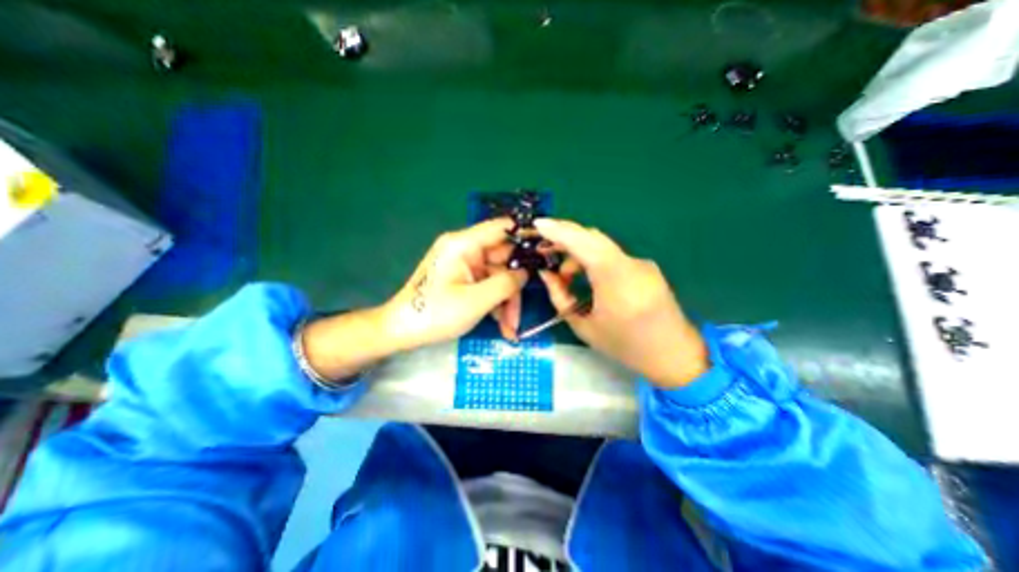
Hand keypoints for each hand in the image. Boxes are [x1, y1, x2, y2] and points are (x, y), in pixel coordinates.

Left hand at [379, 219, 525, 350]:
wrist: (402, 331)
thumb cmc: (435, 314)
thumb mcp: (476, 301)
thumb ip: (506, 283)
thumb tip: (527, 273)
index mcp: (464, 244)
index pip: (502, 228)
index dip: (526, 236)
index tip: (547, 251)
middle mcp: (466, 249)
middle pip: (503, 260)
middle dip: (515, 288)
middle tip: (522, 314)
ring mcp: (465, 265)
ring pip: (498, 277)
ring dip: (507, 302)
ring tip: (511, 328)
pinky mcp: (464, 278)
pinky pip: (487, 285)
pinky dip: (496, 303)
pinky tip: (501, 324)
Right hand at [534, 218, 709, 387]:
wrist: (674, 354)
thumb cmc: (625, 346)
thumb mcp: (584, 326)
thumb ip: (560, 296)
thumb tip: (545, 273)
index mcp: (616, 280)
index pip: (585, 243)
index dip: (559, 230)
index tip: (538, 223)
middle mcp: (632, 264)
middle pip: (593, 237)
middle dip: (564, 238)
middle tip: (544, 249)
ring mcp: (641, 263)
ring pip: (601, 245)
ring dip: (578, 252)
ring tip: (565, 275)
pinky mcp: (644, 266)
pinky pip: (611, 254)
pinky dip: (592, 259)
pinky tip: (585, 276)